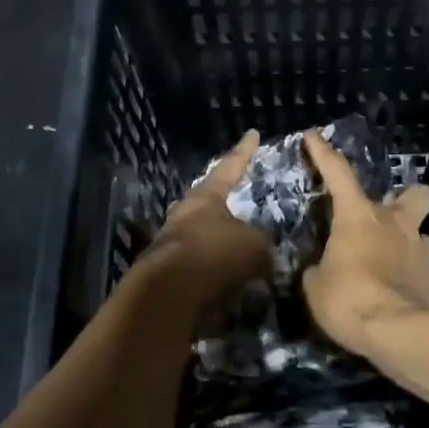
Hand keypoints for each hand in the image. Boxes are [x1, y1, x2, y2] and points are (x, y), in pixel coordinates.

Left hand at [139, 130, 271, 313]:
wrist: (169, 294)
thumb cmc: (215, 253)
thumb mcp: (254, 245)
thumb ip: (261, 242)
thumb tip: (260, 248)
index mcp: (206, 196)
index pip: (230, 166)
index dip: (244, 151)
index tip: (252, 133)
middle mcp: (184, 214)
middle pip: (208, 202)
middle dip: (224, 204)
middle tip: (240, 204)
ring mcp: (172, 244)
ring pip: (202, 236)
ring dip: (221, 244)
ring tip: (243, 255)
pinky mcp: (167, 274)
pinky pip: (200, 268)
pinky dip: (216, 273)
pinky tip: (232, 285)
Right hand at [301, 130, 428, 355]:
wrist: (397, 332)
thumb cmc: (348, 298)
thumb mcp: (316, 285)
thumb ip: (319, 269)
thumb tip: (323, 269)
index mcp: (359, 216)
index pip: (338, 174)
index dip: (323, 153)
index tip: (314, 136)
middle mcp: (395, 223)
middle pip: (414, 193)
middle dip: (404, 198)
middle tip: (385, 215)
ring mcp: (419, 249)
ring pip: (419, 230)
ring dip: (405, 240)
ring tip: (386, 260)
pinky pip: (420, 264)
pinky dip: (408, 271)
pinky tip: (394, 288)